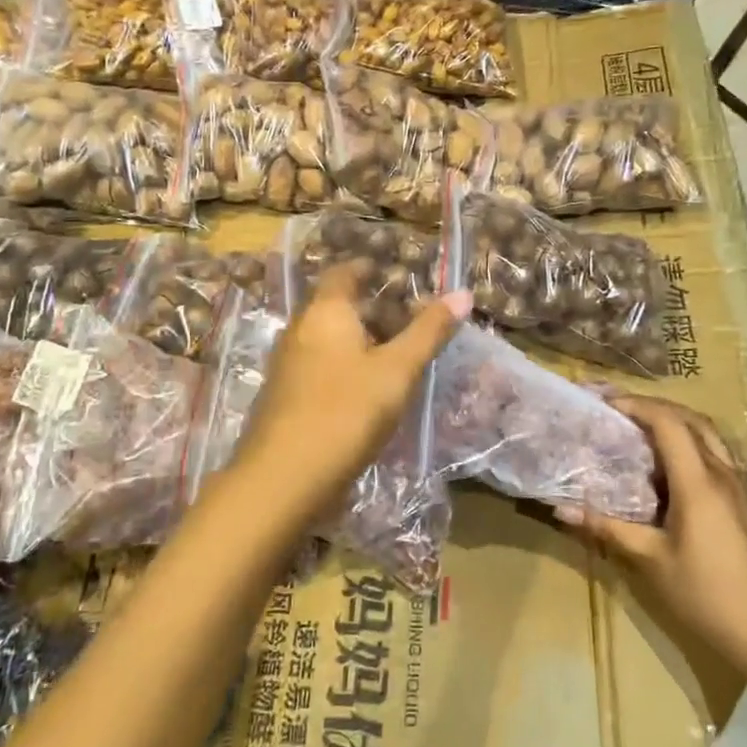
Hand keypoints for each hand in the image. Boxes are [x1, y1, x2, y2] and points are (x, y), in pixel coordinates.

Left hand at [230, 264, 469, 525]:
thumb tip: (463, 294)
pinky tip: (364, 389)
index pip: (343, 273)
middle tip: (406, 318)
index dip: (367, 268)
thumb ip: (428, 332)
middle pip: (334, 305)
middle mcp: (300, 329)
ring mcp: (286, 364)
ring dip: (357, 339)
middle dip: (368, 307)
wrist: (283, 477)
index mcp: (325, 312)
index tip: (394, 274)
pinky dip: (343, 365)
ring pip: (326, 337)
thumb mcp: (397, 371)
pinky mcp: (283, 395)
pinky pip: (318, 365)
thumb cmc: (346, 412)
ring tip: (393, 354)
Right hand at [565, 396, 746, 683]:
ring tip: (641, 430)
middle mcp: (721, 473)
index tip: (604, 404)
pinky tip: (669, 466)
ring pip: (708, 434)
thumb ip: (607, 528)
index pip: (668, 422)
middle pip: (691, 418)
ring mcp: (738, 486)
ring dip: (675, 421)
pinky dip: (689, 442)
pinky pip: (715, 453)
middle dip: (654, 406)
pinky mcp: (744, 502)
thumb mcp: (650, 560)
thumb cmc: (706, 594)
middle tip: (619, 411)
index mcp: (698, 481)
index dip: (635, 405)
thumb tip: (561, 509)